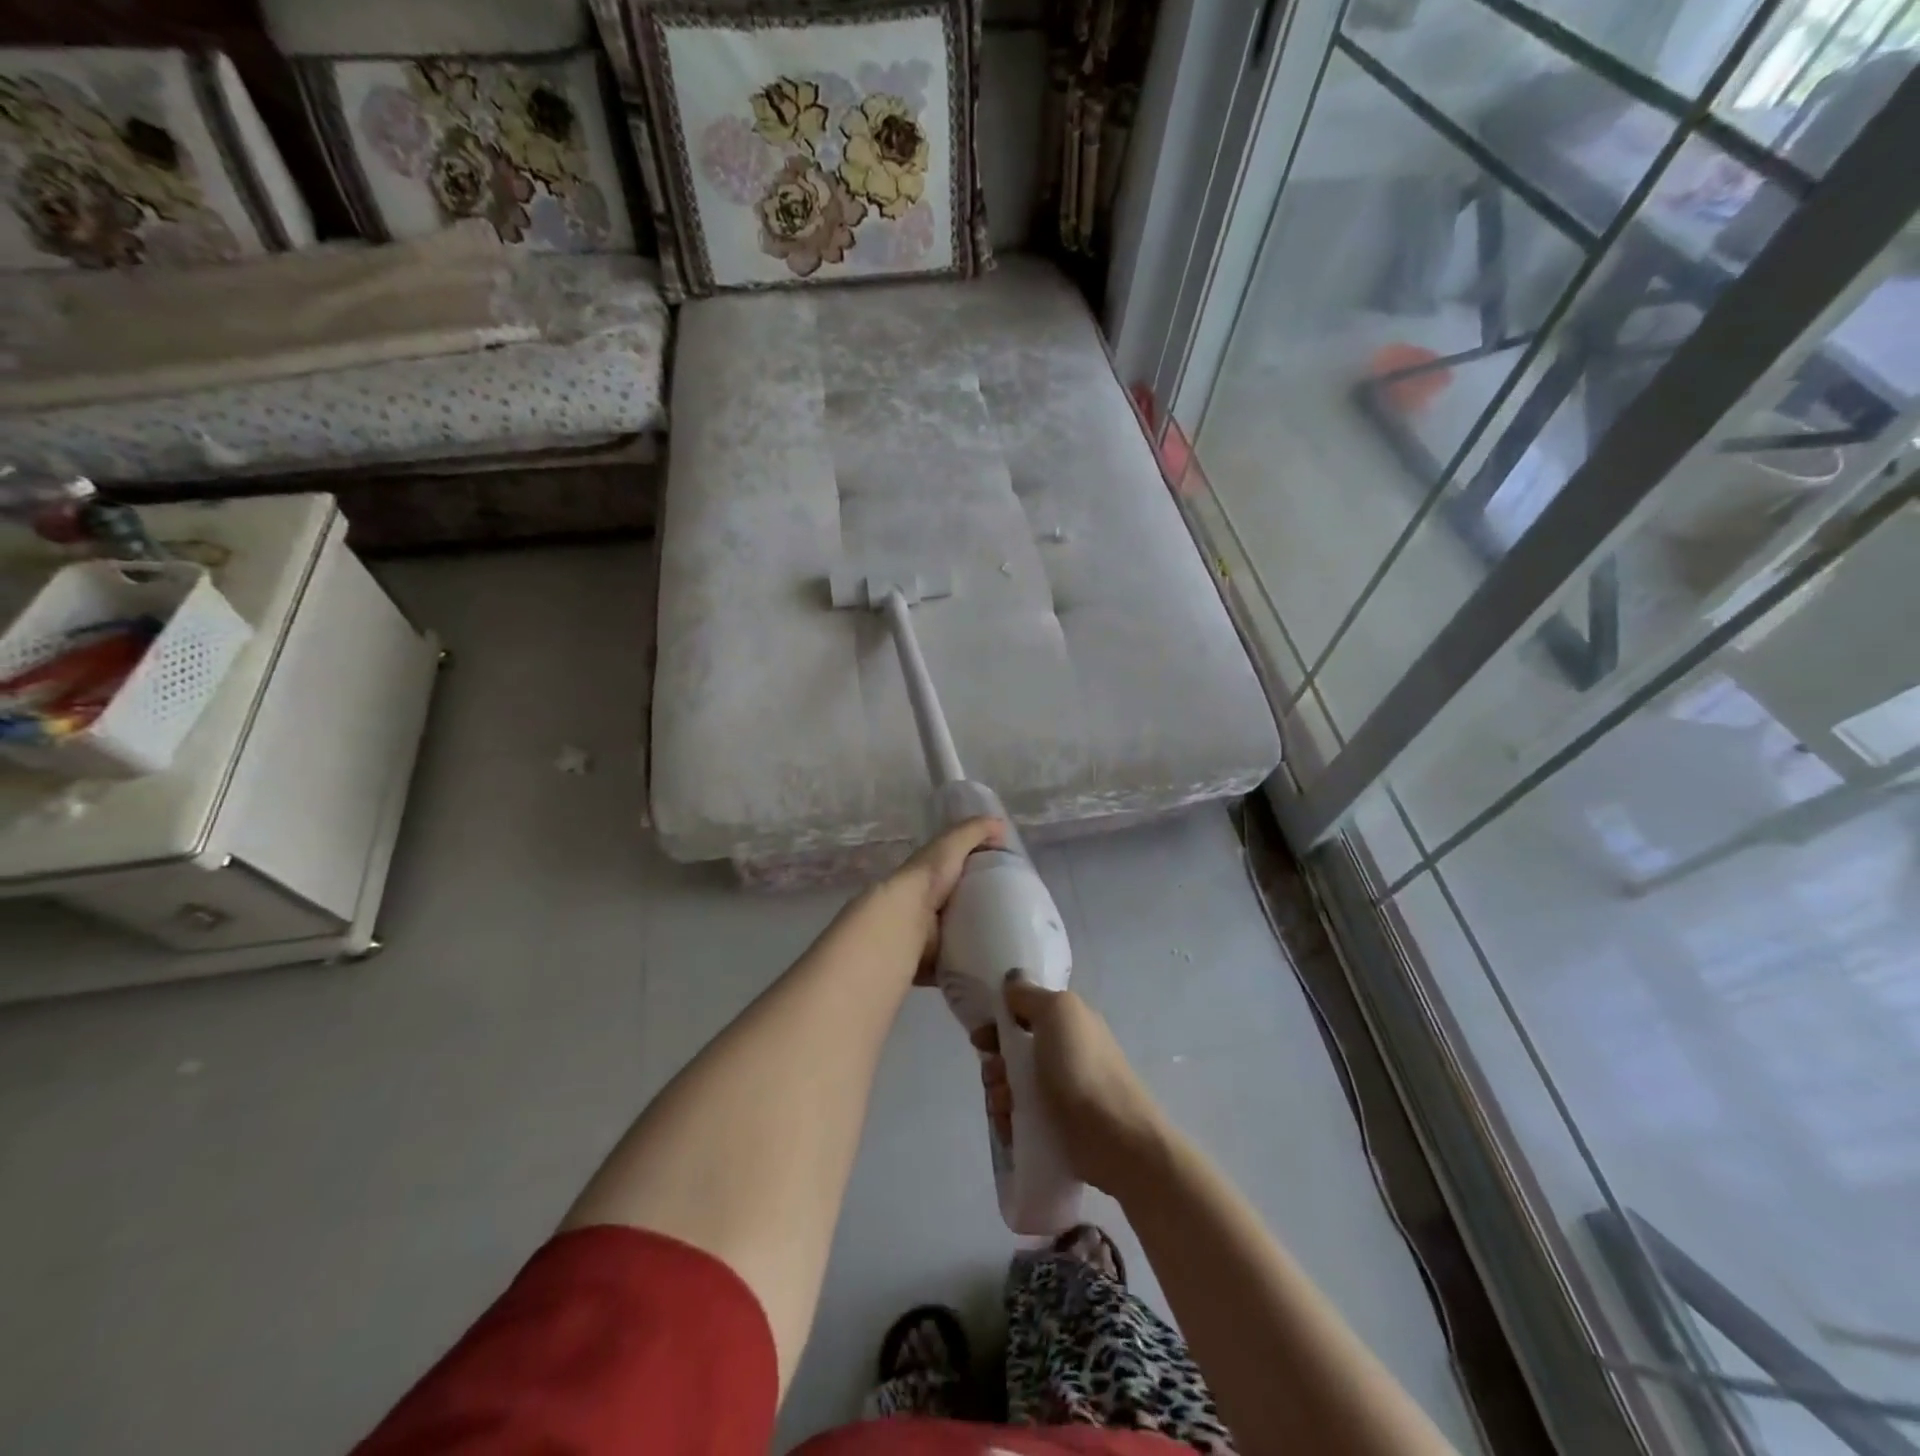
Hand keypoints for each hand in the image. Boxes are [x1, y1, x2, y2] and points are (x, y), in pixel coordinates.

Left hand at [882, 817, 1004, 984]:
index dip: (986, 871)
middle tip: (1023, 911)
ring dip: (985, 933)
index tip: (1016, 880)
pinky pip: (963, 959)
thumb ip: (974, 831)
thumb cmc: (929, 877)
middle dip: (990, 905)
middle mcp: (933, 902)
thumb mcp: (952, 844)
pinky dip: (978, 960)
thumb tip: (1002, 825)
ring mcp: (934, 932)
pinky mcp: (938, 958)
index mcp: (935, 874)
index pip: (964, 870)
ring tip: (1018, 937)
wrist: (906, 919)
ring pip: (966, 930)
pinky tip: (1002, 960)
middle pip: (966, 901)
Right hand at [978, 977, 1166, 1196]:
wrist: (1116, 1138)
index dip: (1000, 1021)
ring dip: (999, 1093)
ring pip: (1013, 1086)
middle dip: (996, 1062)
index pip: (1025, 1013)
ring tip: (1005, 1106)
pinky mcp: (1055, 1129)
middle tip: (996, 1075)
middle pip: (1014, 1052)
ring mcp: (1060, 1093)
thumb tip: (1012, 982)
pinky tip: (1010, 1128)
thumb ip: (1029, 995)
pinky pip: (1020, 1119)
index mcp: (1068, 1022)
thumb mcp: (1057, 1012)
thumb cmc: (1082, 1067)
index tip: (981, 1037)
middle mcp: (1064, 1053)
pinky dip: (1009, 1122)